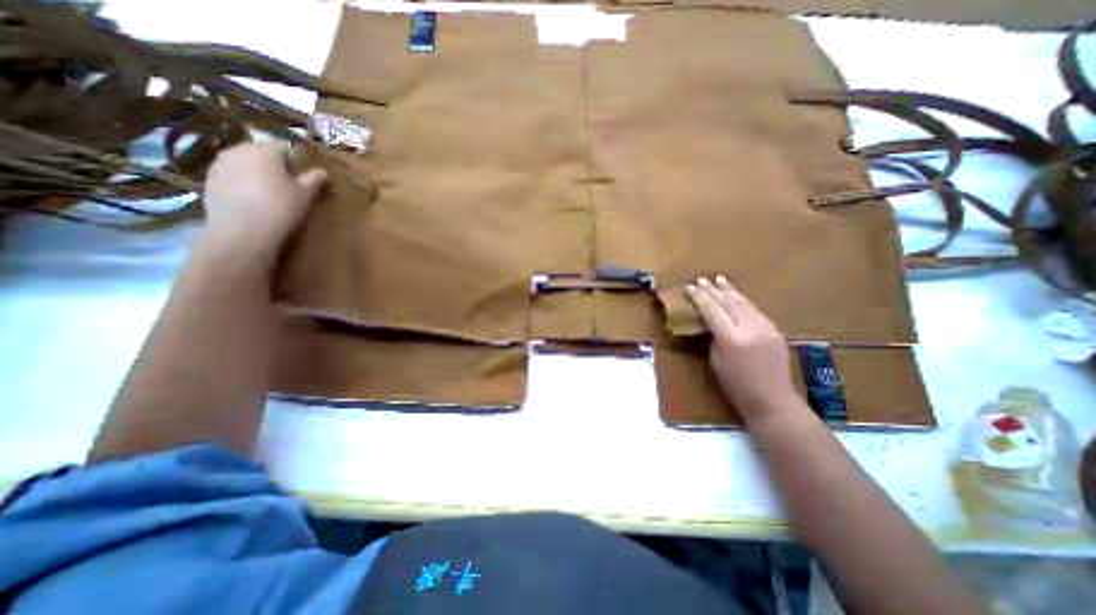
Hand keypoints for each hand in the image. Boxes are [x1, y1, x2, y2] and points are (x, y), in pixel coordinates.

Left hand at [198, 141, 327, 264]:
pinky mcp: (210, 179)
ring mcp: (220, 163)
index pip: (284, 147)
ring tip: (269, 193)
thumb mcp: (305, 194)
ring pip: (245, 163)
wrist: (243, 229)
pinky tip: (253, 200)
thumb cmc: (281, 207)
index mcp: (265, 150)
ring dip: (258, 173)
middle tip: (288, 186)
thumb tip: (323, 172)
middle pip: (262, 152)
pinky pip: (233, 175)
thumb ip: (314, 179)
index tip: (303, 177)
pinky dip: (243, 183)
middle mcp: (239, 150)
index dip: (296, 161)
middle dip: (275, 165)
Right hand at [683, 276, 796, 422]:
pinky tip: (736, 296)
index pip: (711, 310)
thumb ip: (712, 337)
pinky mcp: (774, 329)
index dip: (699, 297)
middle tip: (701, 280)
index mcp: (731, 338)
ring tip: (719, 279)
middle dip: (713, 290)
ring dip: (729, 290)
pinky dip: (742, 300)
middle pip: (728, 302)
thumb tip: (709, 322)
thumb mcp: (715, 360)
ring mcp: (765, 327)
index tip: (689, 287)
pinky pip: (754, 310)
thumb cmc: (735, 385)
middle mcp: (750, 327)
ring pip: (744, 302)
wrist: (772, 399)